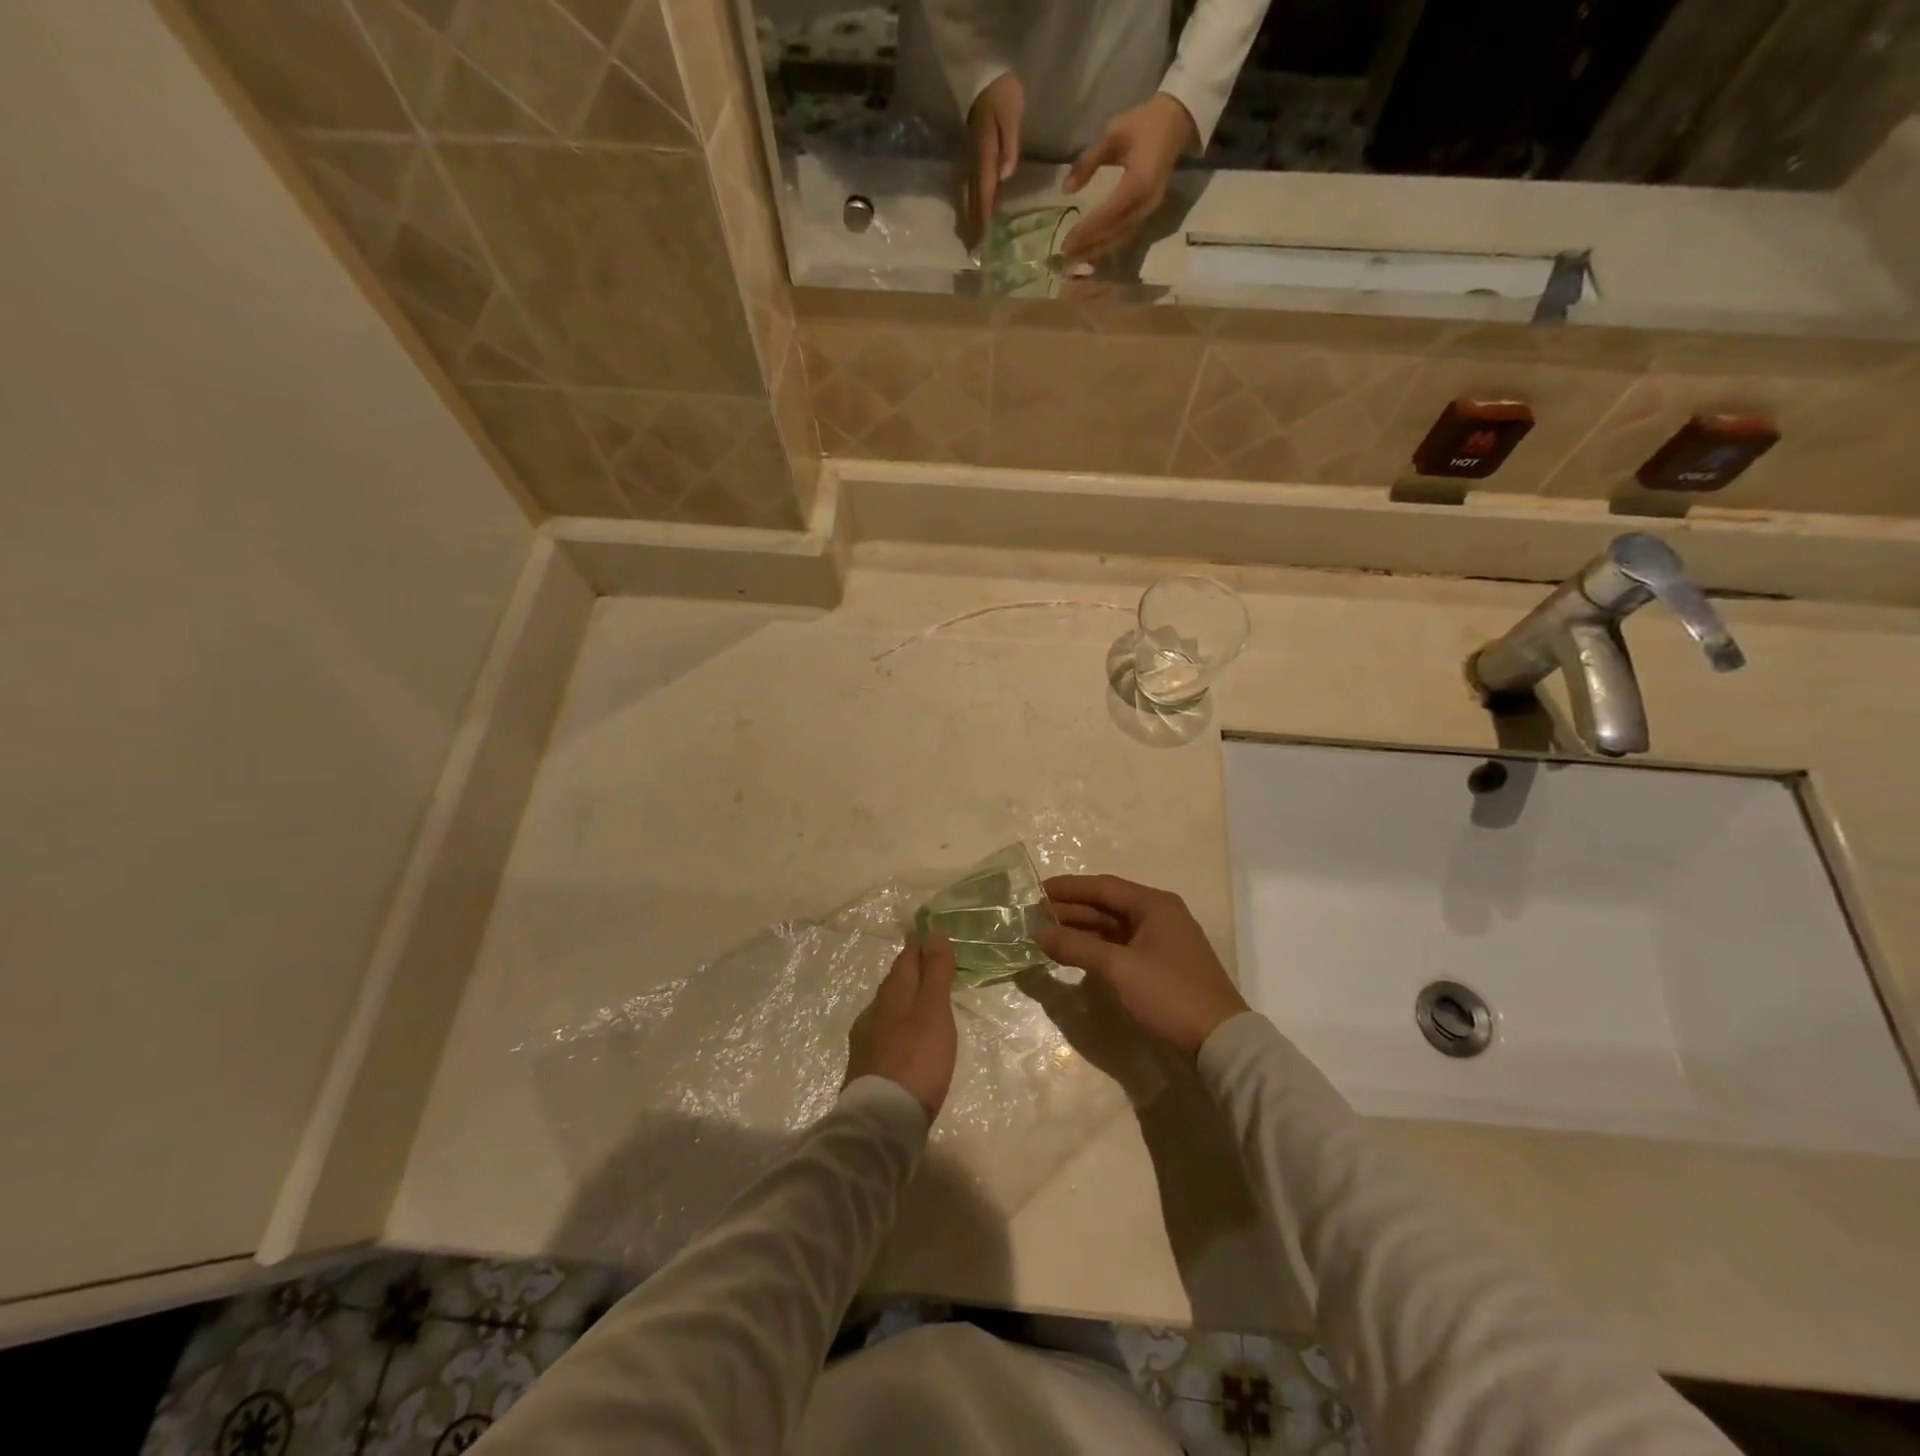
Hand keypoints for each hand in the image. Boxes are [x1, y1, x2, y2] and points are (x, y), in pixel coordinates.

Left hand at [845, 935, 958, 1120]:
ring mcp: (866, 1040)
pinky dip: (898, 1024)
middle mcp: (874, 1011)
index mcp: (892, 994)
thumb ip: (935, 973)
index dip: (917, 945)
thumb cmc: (916, 1059)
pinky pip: (884, 1031)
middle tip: (927, 962)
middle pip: (894, 982)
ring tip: (921, 999)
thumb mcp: (934, 1012)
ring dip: (904, 997)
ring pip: (887, 1007)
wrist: (882, 1120)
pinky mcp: (866, 1066)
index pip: (905, 959)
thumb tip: (934, 932)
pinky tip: (905, 1037)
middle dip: (910, 969)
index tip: (928, 933)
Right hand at [963, 71, 1023, 246]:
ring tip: (968, 239)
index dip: (983, 217)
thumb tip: (1005, 175)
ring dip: (968, 218)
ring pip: (967, 195)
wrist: (983, 73)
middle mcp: (974, 161)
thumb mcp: (1011, 114)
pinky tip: (970, 214)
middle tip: (972, 251)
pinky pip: (968, 185)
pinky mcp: (970, 155)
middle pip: (972, 199)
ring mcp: (970, 159)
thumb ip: (1009, 143)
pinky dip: (969, 203)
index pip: (984, 192)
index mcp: (985, 155)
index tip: (981, 241)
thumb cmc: (1001, 93)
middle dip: (972, 225)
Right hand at [1037, 874, 1247, 1058]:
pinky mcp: (1163, 965)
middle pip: (1109, 905)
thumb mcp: (1118, 968)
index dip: (1070, 888)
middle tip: (1037, 914)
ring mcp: (1163, 941)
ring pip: (1114, 927)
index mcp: (1154, 905)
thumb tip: (1040, 933)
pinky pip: (1123, 946)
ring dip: (1083, 930)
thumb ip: (1076, 946)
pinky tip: (1077, 954)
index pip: (1104, 887)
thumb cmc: (1168, 993)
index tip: (1039, 889)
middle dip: (1072, 909)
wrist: (1219, 1040)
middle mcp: (1160, 915)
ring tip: (1049, 934)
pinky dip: (1098, 947)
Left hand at [1061, 93, 1195, 261]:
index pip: (1108, 214)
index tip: (1067, 242)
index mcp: (1138, 182)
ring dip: (1097, 251)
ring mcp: (1149, 210)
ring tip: (1075, 260)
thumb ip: (1088, 161)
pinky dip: (1108, 245)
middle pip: (1113, 233)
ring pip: (1120, 238)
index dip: (1087, 230)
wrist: (1176, 120)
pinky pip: (1126, 234)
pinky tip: (1093, 252)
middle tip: (1066, 258)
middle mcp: (1145, 203)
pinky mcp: (1148, 212)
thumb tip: (1066, 189)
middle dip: (1089, 247)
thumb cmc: (1144, 123)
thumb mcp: (1113, 134)